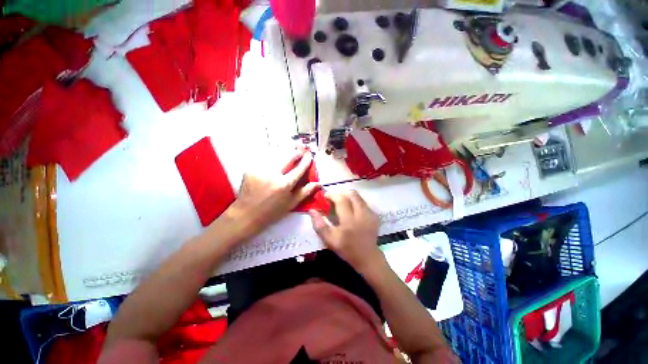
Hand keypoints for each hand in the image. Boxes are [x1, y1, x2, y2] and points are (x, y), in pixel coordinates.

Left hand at [227, 150, 318, 240]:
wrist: (247, 214)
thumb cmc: (272, 211)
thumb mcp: (291, 204)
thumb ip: (305, 192)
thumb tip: (318, 184)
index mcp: (284, 185)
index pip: (299, 169)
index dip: (306, 161)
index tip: (309, 155)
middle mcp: (273, 175)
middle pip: (287, 158)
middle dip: (295, 152)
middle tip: (300, 148)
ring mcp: (261, 170)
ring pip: (275, 155)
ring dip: (284, 151)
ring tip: (289, 149)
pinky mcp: (251, 169)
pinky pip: (264, 159)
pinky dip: (271, 156)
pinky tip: (274, 157)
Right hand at [309, 191, 382, 273]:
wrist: (367, 257)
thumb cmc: (347, 249)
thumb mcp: (330, 240)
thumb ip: (319, 225)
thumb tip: (312, 210)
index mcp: (349, 221)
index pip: (341, 199)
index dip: (332, 195)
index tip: (325, 196)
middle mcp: (362, 214)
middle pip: (352, 194)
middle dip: (341, 193)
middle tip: (334, 199)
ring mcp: (370, 213)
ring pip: (358, 196)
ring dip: (348, 196)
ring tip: (342, 203)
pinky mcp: (375, 215)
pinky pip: (363, 202)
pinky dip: (355, 201)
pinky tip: (351, 209)